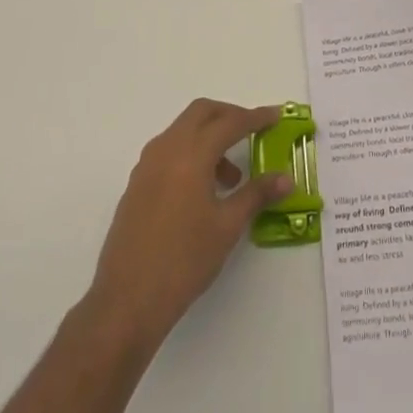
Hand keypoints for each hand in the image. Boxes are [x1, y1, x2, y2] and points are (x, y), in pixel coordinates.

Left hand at [86, 99, 292, 347]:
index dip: (255, 117)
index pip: (229, 122)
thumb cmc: (184, 261)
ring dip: (209, 137)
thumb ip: (257, 194)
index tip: (276, 115)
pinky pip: (169, 150)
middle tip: (253, 133)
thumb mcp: (227, 227)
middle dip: (229, 115)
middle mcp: (166, 148)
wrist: (127, 300)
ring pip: (183, 130)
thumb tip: (285, 178)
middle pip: (201, 112)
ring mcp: (147, 164)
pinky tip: (203, 190)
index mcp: (190, 154)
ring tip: (231, 179)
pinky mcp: (137, 182)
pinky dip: (191, 153)